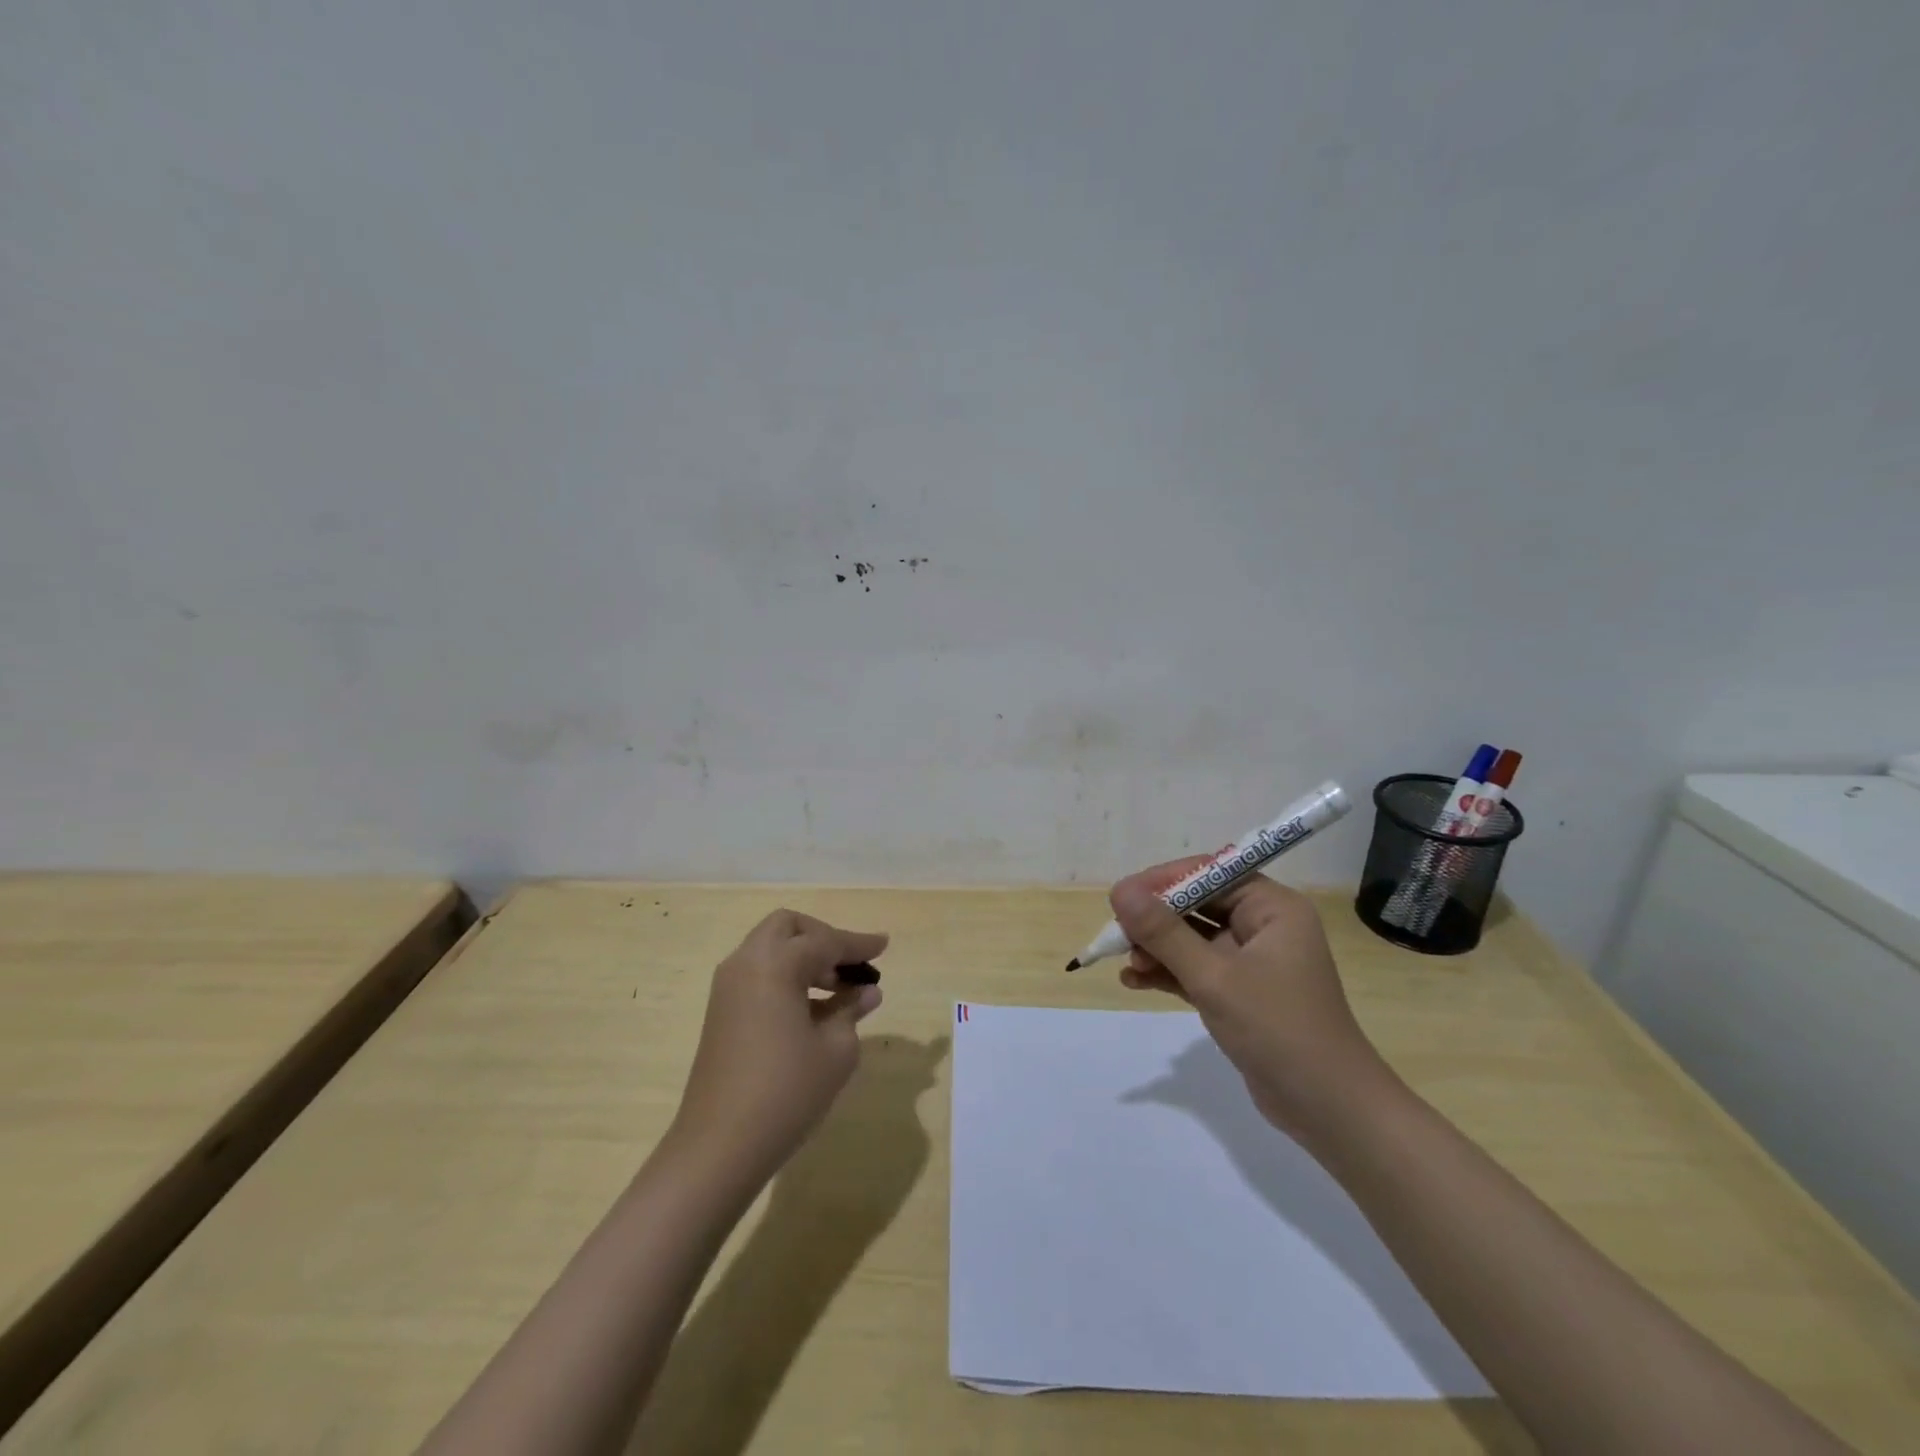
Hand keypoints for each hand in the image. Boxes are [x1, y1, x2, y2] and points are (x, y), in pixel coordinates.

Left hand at [669, 910, 887, 1188]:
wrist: (719, 1147)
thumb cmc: (786, 1092)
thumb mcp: (836, 1050)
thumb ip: (852, 1010)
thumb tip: (866, 992)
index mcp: (775, 963)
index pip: (825, 941)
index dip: (858, 944)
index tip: (884, 945)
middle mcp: (746, 963)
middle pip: (788, 929)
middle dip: (822, 938)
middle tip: (851, 965)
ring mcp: (728, 988)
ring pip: (771, 950)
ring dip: (804, 958)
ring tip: (839, 991)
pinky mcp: (721, 1013)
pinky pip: (759, 975)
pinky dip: (787, 977)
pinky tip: (813, 1010)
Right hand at [1110, 861, 1386, 1143]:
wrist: (1329, 1111)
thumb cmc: (1278, 1029)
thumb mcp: (1214, 977)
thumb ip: (1165, 933)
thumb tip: (1120, 891)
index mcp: (1272, 908)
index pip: (1210, 874)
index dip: (1164, 881)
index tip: (1122, 896)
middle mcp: (1264, 926)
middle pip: (1198, 905)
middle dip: (1156, 920)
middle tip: (1116, 933)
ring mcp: (1252, 961)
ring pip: (1193, 939)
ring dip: (1157, 948)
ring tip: (1124, 962)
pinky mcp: (1241, 993)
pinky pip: (1196, 969)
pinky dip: (1168, 973)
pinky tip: (1134, 980)